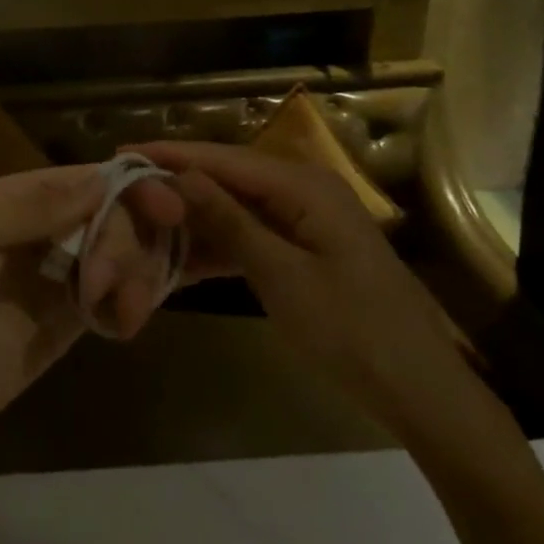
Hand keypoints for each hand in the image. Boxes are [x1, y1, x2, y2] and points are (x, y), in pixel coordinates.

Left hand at [0, 164, 184, 470]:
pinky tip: (125, 323)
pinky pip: (116, 294)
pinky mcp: (71, 316)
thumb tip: (101, 178)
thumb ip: (31, 206)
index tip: (168, 211)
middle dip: (124, 245)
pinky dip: (131, 302)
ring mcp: (59, 272)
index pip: (84, 178)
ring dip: (136, 276)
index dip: (128, 187)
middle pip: (111, 214)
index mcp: (15, 199)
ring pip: (121, 253)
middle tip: (108, 286)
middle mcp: (42, 228)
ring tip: (126, 314)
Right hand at [127, 141, 477, 439]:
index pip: (223, 159)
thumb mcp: (281, 275)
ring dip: (193, 219)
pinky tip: (181, 259)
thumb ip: (228, 221)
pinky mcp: (306, 250)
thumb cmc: (352, 331)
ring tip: (142, 223)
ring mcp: (307, 221)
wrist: (421, 391)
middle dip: (177, 185)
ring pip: (236, 208)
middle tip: (125, 191)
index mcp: (303, 185)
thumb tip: (179, 176)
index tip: (123, 152)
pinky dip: (219, 246)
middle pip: (228, 178)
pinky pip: (252, 236)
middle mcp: (304, 190)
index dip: (172, 155)